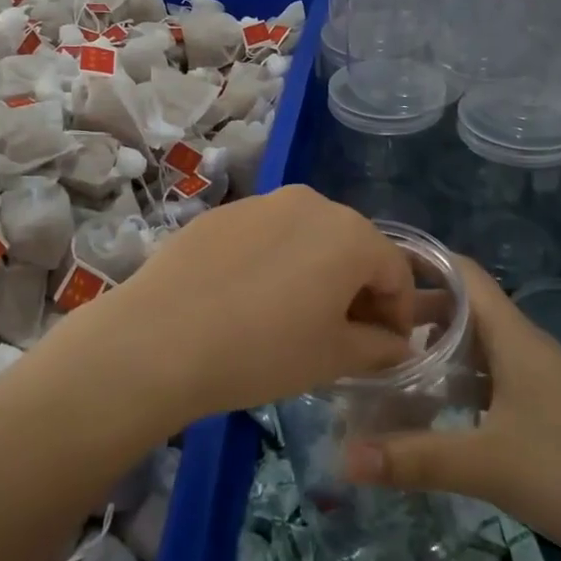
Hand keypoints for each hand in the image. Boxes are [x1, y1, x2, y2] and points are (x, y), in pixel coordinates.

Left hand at [65, 186, 416, 423]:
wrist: (162, 336)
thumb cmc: (263, 350)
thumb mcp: (332, 358)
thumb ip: (377, 346)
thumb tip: (395, 343)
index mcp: (349, 233)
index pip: (395, 270)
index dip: (398, 312)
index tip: (386, 347)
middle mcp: (311, 202)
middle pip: (352, 244)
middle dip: (357, 287)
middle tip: (343, 332)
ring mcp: (262, 201)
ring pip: (307, 235)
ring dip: (315, 270)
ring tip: (294, 314)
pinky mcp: (223, 212)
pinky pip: (266, 234)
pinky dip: (274, 260)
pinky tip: (249, 297)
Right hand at [342, 257, 560, 560]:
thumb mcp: (489, 463)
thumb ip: (417, 458)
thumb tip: (345, 458)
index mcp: (511, 335)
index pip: (461, 272)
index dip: (420, 260)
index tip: (374, 268)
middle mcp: (522, 345)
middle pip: (462, 307)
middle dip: (415, 310)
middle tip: (368, 326)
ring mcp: (536, 377)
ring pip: (476, 344)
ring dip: (436, 348)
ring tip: (390, 364)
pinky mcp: (544, 407)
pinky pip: (489, 376)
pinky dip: (457, 380)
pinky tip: (435, 409)